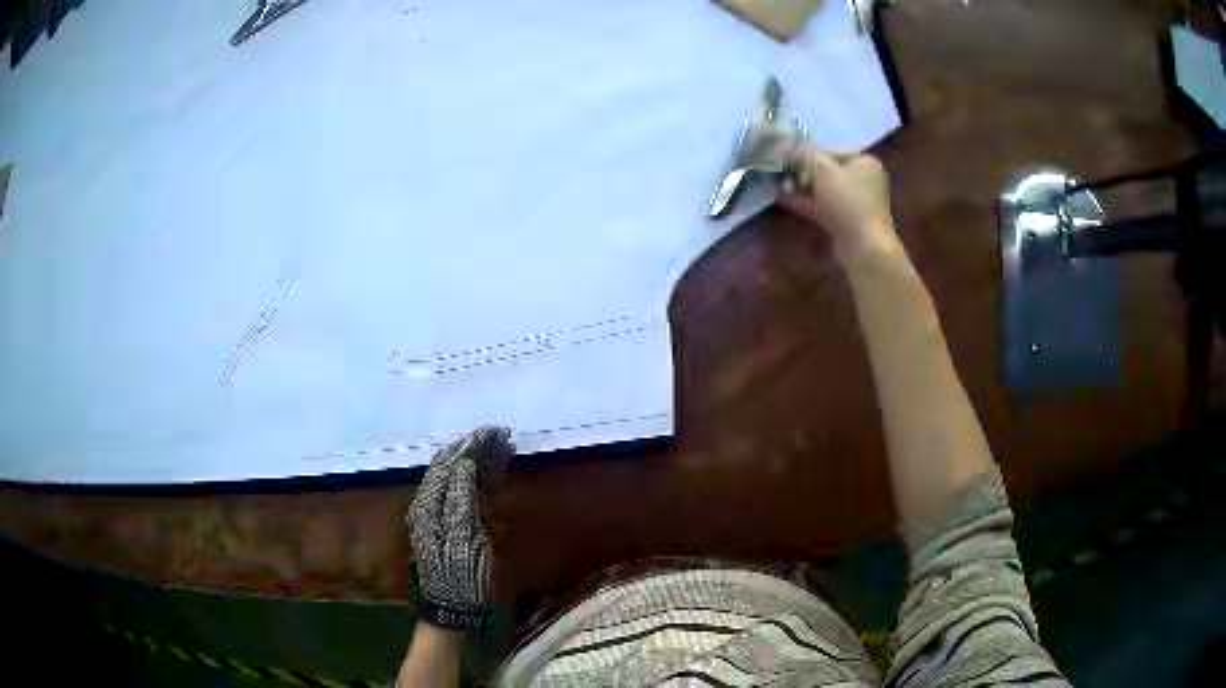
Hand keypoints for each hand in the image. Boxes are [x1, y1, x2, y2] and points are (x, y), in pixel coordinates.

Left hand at [407, 426, 514, 628]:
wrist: (453, 606)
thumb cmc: (460, 573)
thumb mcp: (464, 536)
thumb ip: (462, 498)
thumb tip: (465, 465)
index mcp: (429, 504)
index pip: (449, 464)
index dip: (472, 447)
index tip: (495, 433)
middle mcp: (428, 504)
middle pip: (450, 467)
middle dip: (474, 451)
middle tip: (500, 437)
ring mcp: (435, 515)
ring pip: (454, 478)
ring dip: (476, 463)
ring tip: (498, 451)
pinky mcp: (445, 526)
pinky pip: (458, 495)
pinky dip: (475, 483)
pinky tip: (488, 478)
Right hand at [779, 146, 899, 264]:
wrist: (864, 246)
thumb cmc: (848, 201)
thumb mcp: (823, 170)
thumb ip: (802, 155)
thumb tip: (781, 145)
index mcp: (864, 163)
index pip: (830, 151)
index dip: (806, 152)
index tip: (783, 155)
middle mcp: (862, 180)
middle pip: (825, 171)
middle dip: (800, 171)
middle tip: (778, 169)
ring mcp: (854, 202)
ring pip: (822, 189)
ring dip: (799, 186)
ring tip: (775, 182)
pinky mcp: (844, 220)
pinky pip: (821, 206)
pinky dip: (803, 201)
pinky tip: (781, 197)